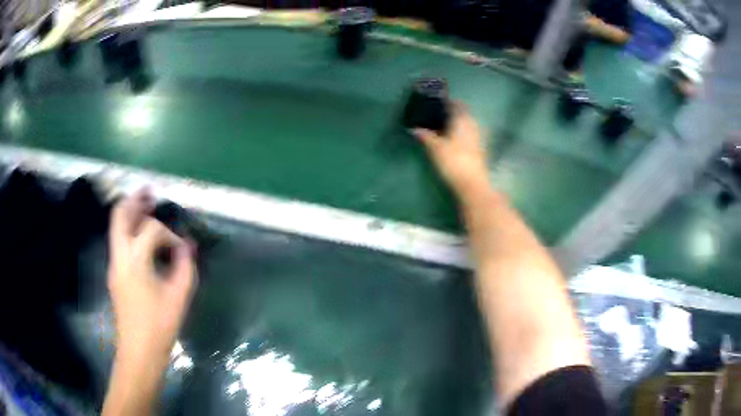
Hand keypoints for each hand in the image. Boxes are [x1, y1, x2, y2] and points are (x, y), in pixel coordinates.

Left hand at [108, 190, 196, 363]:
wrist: (138, 351)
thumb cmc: (159, 326)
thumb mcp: (178, 297)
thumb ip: (185, 267)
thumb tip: (188, 246)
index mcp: (134, 260)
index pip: (151, 230)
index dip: (169, 235)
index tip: (181, 250)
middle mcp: (119, 256)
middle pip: (120, 215)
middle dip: (135, 200)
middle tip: (150, 191)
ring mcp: (114, 264)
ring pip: (116, 227)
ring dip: (131, 213)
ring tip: (146, 204)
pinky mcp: (114, 273)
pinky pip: (119, 241)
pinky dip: (129, 230)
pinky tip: (143, 235)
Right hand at [413, 103, 490, 197]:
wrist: (472, 184)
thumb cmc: (453, 161)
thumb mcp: (434, 148)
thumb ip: (425, 136)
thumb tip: (414, 129)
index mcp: (462, 119)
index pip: (455, 104)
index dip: (446, 102)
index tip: (435, 103)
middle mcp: (472, 124)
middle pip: (462, 113)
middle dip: (451, 113)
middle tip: (436, 116)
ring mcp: (478, 137)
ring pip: (466, 124)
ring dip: (456, 124)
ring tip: (441, 128)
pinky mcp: (480, 149)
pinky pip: (469, 134)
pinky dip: (460, 134)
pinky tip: (451, 141)